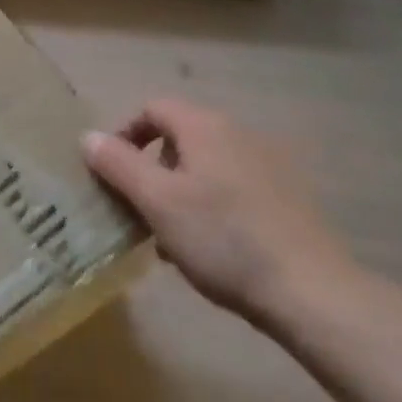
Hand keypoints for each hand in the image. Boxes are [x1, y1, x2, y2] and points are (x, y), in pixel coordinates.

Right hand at [82, 99, 359, 324]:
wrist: (313, 292)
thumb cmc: (223, 239)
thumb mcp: (157, 202)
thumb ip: (118, 164)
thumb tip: (88, 136)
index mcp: (204, 126)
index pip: (152, 108)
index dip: (125, 134)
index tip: (111, 171)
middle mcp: (237, 133)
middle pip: (180, 137)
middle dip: (153, 168)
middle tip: (140, 209)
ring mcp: (268, 164)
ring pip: (207, 166)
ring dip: (181, 191)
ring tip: (172, 237)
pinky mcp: (289, 197)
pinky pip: (234, 187)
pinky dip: (213, 205)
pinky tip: (213, 249)